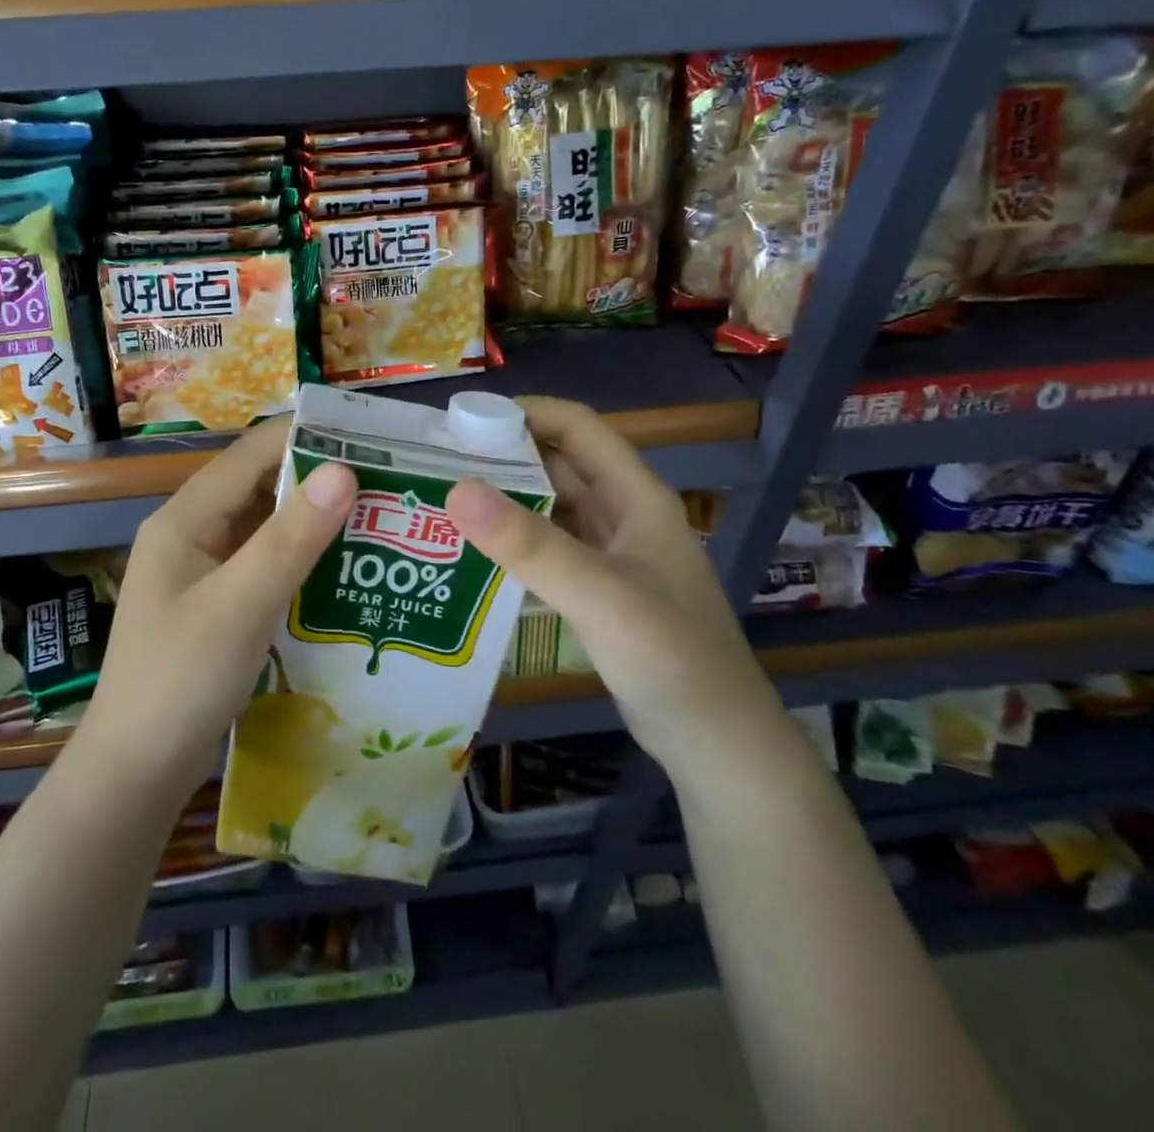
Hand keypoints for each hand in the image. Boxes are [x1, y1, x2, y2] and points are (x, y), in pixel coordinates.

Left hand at [85, 418, 357, 792]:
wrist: (135, 772)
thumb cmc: (179, 682)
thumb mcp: (239, 606)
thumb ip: (289, 539)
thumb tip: (344, 471)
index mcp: (186, 517)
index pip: (254, 452)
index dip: (310, 438)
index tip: (373, 442)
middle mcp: (193, 532)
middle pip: (261, 485)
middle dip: (320, 480)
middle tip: (389, 485)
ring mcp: (204, 570)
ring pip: (266, 526)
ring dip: (315, 521)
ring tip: (380, 521)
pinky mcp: (218, 603)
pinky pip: (265, 564)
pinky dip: (302, 560)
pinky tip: (344, 572)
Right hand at [444, 397, 781, 781]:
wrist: (716, 742)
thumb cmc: (671, 658)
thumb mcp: (599, 596)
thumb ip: (530, 545)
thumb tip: (456, 488)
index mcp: (635, 496)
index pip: (577, 427)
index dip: (524, 413)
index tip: (462, 421)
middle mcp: (622, 514)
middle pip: (557, 464)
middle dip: (502, 456)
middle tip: (437, 463)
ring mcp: (610, 553)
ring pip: (549, 507)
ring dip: (504, 499)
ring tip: (443, 500)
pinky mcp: (597, 588)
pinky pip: (548, 548)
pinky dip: (513, 542)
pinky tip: (473, 553)